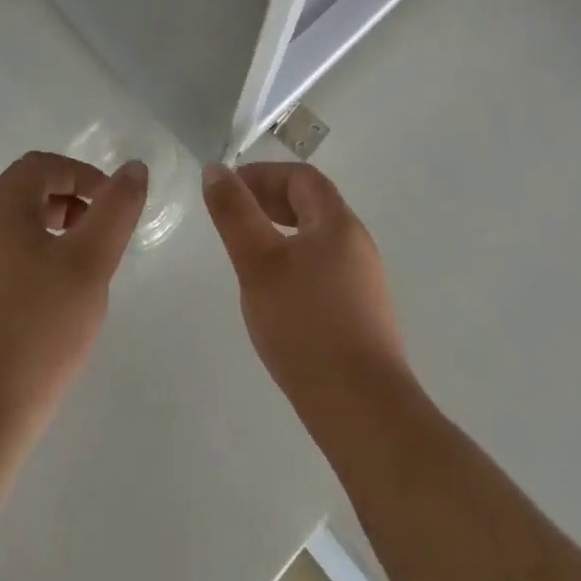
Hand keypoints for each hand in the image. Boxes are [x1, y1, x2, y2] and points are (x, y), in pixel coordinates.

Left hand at [0, 151, 146, 440]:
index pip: (39, 166)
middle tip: (98, 238)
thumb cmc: (38, 333)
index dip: (81, 174)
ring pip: (11, 231)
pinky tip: (50, 308)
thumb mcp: (90, 265)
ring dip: (51, 235)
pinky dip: (31, 264)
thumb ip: (115, 210)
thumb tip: (133, 168)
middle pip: (23, 194)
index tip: (109, 208)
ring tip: (80, 274)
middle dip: (68, 203)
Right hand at [202, 162, 410, 413]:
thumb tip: (216, 170)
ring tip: (250, 256)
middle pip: (313, 205)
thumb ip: (235, 214)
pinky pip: (325, 270)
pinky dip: (296, 264)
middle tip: (235, 217)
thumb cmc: (306, 325)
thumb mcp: (258, 263)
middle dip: (271, 202)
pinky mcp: (364, 316)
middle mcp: (357, 243)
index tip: (230, 188)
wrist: (364, 410)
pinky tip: (277, 297)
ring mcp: (365, 282)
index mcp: (338, 222)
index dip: (264, 174)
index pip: (301, 177)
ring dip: (282, 234)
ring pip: (318, 240)